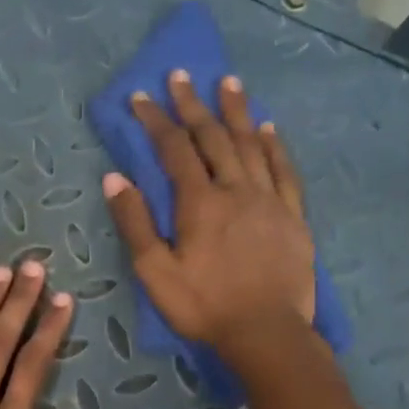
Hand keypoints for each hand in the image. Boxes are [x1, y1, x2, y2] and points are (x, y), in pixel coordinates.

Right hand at [108, 70, 374, 408]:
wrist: (267, 333)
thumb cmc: (204, 306)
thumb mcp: (155, 272)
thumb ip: (135, 223)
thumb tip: (115, 178)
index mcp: (199, 202)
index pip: (174, 149)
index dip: (156, 120)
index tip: (141, 97)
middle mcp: (236, 189)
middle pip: (213, 137)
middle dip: (193, 105)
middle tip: (182, 75)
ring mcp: (269, 200)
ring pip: (251, 144)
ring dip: (237, 112)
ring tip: (229, 82)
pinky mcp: (293, 216)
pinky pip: (284, 170)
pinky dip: (274, 145)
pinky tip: (268, 128)